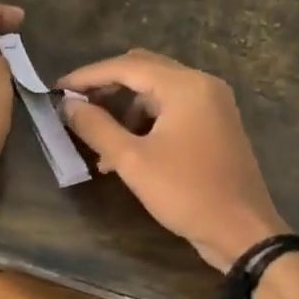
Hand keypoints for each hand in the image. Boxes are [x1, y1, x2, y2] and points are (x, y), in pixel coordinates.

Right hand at [56, 50, 285, 270]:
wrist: (241, 231)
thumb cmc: (185, 193)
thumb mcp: (132, 161)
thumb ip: (96, 127)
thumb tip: (67, 105)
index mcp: (185, 86)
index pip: (126, 66)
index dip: (87, 77)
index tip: (56, 90)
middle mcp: (202, 85)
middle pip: (143, 70)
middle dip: (106, 87)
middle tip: (73, 105)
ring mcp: (212, 105)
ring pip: (156, 92)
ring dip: (124, 109)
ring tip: (96, 140)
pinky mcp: (215, 125)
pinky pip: (171, 110)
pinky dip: (144, 122)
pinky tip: (123, 152)